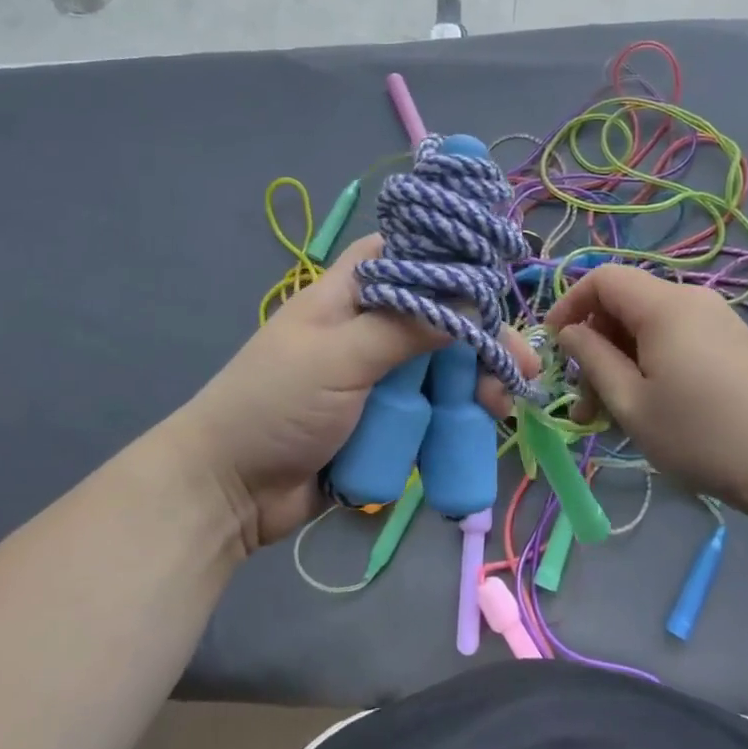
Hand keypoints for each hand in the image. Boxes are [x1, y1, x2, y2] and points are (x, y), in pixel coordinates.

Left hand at [173, 236, 531, 550]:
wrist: (229, 492)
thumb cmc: (275, 406)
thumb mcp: (341, 356)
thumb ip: (407, 325)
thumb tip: (471, 289)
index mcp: (350, 294)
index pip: (406, 255)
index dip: (450, 260)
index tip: (496, 279)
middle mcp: (367, 328)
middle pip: (438, 318)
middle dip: (479, 338)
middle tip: (518, 365)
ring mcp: (377, 377)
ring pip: (441, 367)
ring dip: (474, 382)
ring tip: (501, 407)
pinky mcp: (384, 420)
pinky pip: (430, 409)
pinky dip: (456, 415)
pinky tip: (482, 426)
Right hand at [545, 265, 747, 510]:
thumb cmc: (701, 435)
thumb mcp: (631, 402)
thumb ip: (592, 359)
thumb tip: (569, 333)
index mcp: (664, 305)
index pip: (602, 278)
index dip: (569, 305)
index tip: (553, 347)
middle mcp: (691, 299)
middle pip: (624, 304)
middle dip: (594, 346)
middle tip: (584, 402)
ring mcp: (715, 319)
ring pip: (648, 326)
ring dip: (620, 362)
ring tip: (609, 416)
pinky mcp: (730, 342)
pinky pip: (674, 338)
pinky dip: (649, 363)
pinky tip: (648, 407)